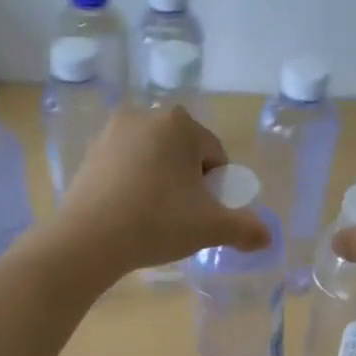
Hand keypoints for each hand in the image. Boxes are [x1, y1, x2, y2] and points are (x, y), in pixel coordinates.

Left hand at [53, 106, 270, 275]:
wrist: (87, 239)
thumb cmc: (157, 222)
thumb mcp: (210, 227)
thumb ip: (245, 229)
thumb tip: (268, 237)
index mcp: (178, 123)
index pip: (214, 155)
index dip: (216, 188)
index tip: (203, 214)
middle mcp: (144, 116)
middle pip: (183, 153)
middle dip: (187, 182)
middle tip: (181, 217)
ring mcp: (111, 133)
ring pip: (153, 159)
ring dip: (161, 183)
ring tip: (154, 218)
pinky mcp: (89, 154)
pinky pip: (125, 167)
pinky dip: (134, 185)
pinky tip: (129, 214)